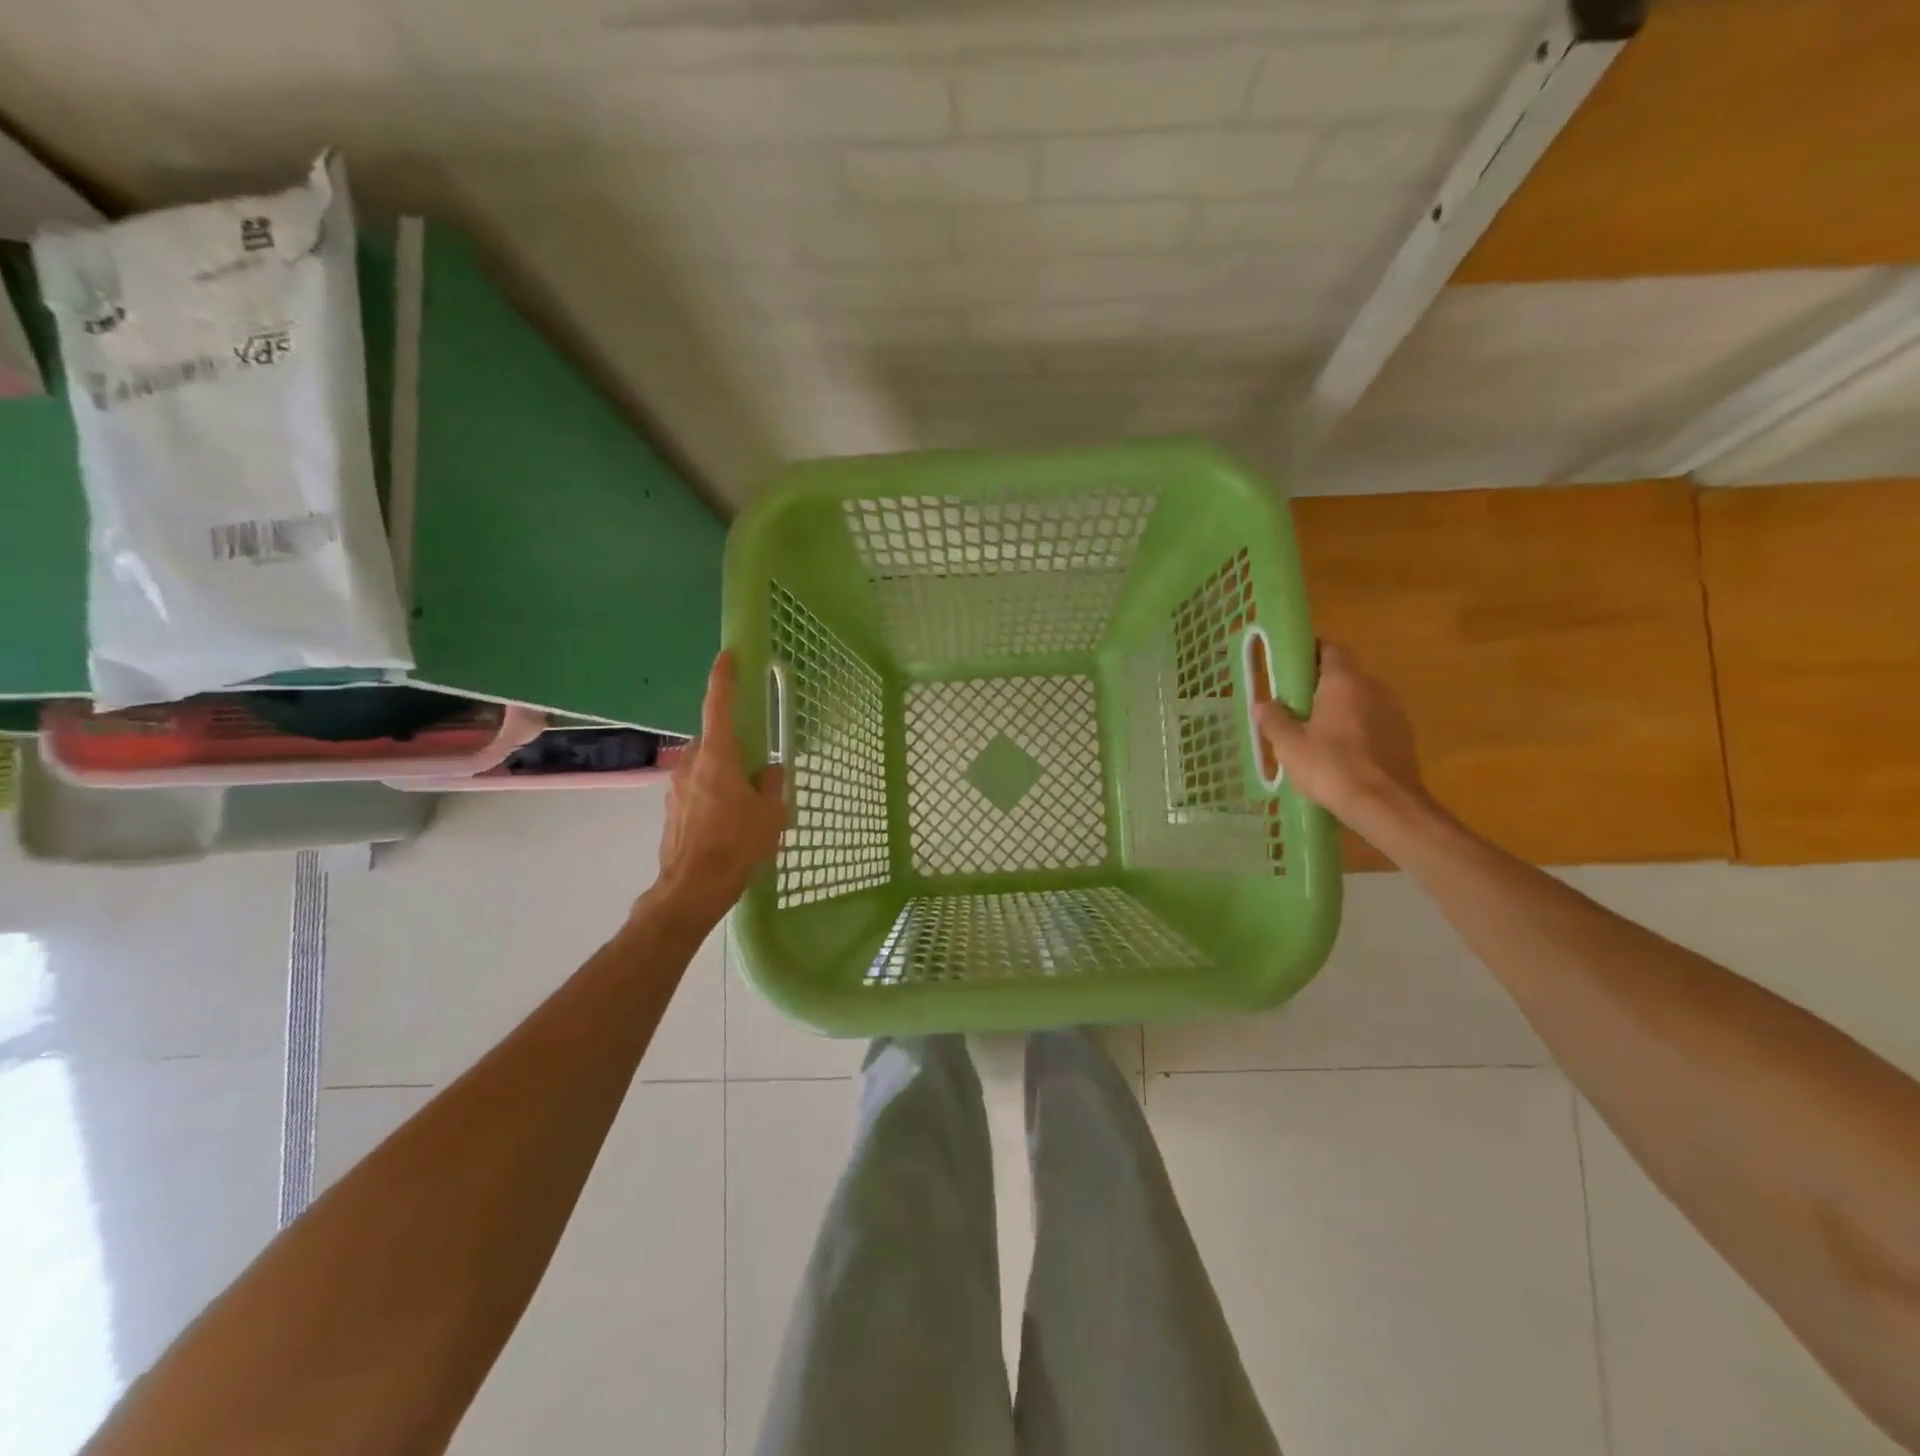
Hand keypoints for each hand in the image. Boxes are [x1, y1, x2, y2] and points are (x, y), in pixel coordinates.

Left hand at [652, 652, 787, 926]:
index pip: (717, 706)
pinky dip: (712, 795)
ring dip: (723, 774)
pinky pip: (696, 790)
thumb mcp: (771, 814)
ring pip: (705, 767)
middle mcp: (691, 764)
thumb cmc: (736, 844)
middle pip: (713, 741)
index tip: (728, 656)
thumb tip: (771, 772)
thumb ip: (773, 785)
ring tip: (745, 805)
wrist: (691, 888)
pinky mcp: (671, 810)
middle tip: (756, 768)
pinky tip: (728, 824)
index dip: (723, 678)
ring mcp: (676, 787)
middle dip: (734, 747)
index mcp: (718, 757)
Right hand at [1252, 642, 1430, 845]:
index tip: (1290, 666)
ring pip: (1360, 700)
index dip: (1310, 652)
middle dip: (1320, 686)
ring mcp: (1394, 712)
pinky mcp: (1403, 737)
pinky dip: (1356, 729)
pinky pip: (1373, 722)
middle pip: (1345, 675)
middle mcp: (1373, 688)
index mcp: (1344, 682)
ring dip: (1339, 709)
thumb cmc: (1332, 767)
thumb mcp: (1289, 745)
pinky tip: (1339, 754)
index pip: (1330, 649)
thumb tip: (1263, 704)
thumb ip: (1274, 720)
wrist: (1386, 806)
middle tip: (1295, 706)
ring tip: (1315, 734)